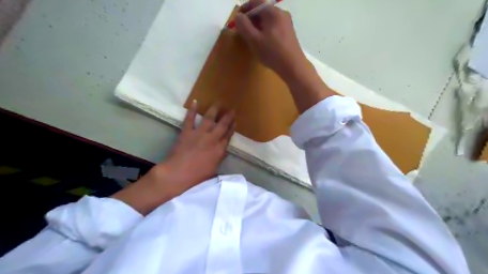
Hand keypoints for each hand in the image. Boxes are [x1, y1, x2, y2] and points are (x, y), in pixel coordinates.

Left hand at [159, 101, 235, 193]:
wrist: (178, 174)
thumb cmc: (197, 176)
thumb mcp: (213, 169)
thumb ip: (219, 158)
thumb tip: (224, 151)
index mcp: (219, 149)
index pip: (228, 136)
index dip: (232, 128)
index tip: (235, 121)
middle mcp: (212, 139)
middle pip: (222, 125)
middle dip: (227, 117)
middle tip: (231, 109)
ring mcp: (199, 134)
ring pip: (209, 119)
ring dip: (214, 110)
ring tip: (218, 102)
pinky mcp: (187, 132)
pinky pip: (190, 118)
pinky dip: (192, 110)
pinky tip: (195, 102)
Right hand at [235, 0, 335, 113]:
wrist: (293, 67)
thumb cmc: (272, 53)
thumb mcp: (254, 40)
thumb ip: (243, 26)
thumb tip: (238, 17)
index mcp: (273, 12)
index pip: (255, 3)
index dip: (243, 10)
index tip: (236, 21)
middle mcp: (281, 13)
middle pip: (261, 11)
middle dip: (250, 19)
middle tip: (242, 32)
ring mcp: (286, 23)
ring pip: (267, 20)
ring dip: (257, 26)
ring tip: (251, 39)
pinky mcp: (288, 32)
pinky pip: (273, 27)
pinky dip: (265, 31)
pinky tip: (262, 43)